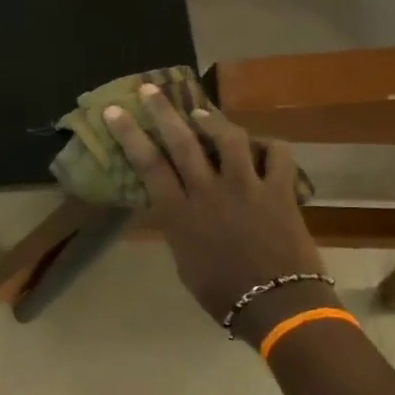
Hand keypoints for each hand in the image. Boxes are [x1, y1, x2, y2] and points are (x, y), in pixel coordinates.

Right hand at [102, 86, 326, 339]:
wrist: (275, 306)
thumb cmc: (221, 292)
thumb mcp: (183, 260)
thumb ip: (178, 226)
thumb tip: (176, 206)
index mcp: (179, 212)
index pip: (148, 163)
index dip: (129, 134)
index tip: (114, 110)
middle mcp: (209, 191)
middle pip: (182, 141)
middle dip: (163, 111)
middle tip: (151, 88)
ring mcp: (247, 187)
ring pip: (228, 138)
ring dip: (212, 120)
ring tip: (201, 112)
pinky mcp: (280, 190)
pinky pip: (277, 154)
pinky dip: (268, 145)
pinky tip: (259, 145)